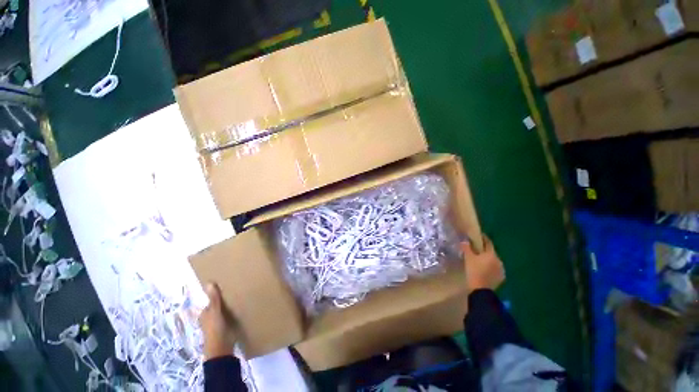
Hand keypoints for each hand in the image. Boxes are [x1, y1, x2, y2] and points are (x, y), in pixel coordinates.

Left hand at [199, 283, 235, 359]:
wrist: (222, 349)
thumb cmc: (215, 329)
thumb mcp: (215, 312)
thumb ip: (214, 299)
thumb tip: (209, 282)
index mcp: (205, 314)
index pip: (210, 301)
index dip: (216, 294)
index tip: (225, 285)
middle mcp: (210, 318)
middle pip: (217, 306)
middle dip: (224, 299)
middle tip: (236, 288)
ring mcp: (218, 324)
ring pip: (223, 311)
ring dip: (229, 306)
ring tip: (241, 295)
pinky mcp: (226, 328)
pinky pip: (230, 316)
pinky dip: (234, 312)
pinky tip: (242, 308)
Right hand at [462, 236, 504, 290]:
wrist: (481, 290)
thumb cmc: (474, 271)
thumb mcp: (468, 258)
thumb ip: (467, 248)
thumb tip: (465, 241)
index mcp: (491, 254)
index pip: (488, 242)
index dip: (483, 238)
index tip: (478, 236)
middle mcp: (499, 260)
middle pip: (491, 252)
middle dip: (484, 250)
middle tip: (476, 249)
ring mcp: (501, 269)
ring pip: (493, 261)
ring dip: (487, 259)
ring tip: (479, 261)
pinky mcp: (501, 277)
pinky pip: (495, 268)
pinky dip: (490, 267)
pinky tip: (484, 269)